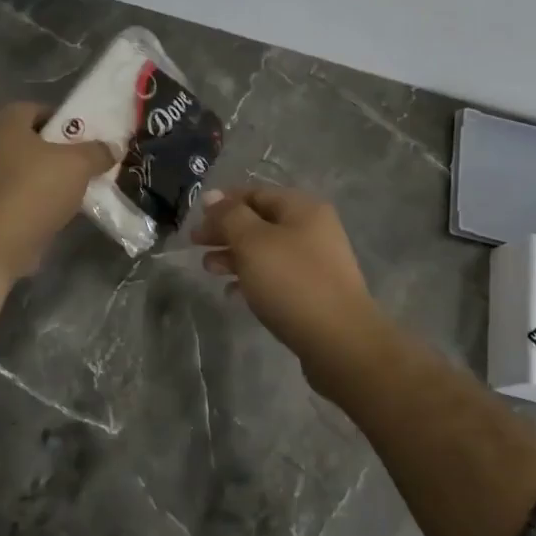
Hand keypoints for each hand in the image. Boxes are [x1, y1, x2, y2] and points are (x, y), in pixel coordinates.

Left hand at [0, 101, 113, 278]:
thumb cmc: (35, 189)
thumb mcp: (78, 164)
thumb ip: (97, 152)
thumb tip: (114, 147)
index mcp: (6, 124)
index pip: (34, 108)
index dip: (60, 118)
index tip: (83, 134)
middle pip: (29, 141)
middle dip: (57, 151)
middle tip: (84, 161)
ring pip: (24, 171)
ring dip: (47, 178)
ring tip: (77, 189)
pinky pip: (18, 197)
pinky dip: (36, 202)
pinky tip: (59, 213)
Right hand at [193, 185, 380, 393]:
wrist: (340, 342)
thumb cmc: (292, 282)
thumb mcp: (252, 242)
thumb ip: (229, 216)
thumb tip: (211, 196)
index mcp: (302, 208)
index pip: (255, 193)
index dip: (223, 203)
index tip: (196, 219)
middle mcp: (313, 230)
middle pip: (260, 222)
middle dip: (225, 231)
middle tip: (195, 244)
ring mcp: (316, 263)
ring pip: (266, 251)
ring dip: (234, 256)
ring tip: (208, 269)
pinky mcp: (314, 293)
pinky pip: (276, 277)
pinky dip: (252, 280)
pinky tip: (232, 293)